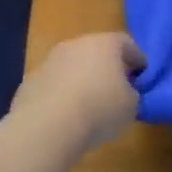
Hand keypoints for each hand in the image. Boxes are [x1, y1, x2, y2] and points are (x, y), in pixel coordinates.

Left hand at [13, 33, 143, 152]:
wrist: (46, 127)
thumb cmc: (99, 109)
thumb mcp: (131, 106)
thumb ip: (132, 94)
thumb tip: (125, 94)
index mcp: (106, 43)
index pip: (127, 44)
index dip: (137, 60)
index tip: (142, 77)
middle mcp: (76, 44)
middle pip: (97, 52)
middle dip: (107, 68)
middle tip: (116, 89)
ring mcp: (49, 61)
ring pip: (72, 67)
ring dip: (81, 81)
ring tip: (89, 106)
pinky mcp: (29, 82)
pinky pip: (53, 86)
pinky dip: (61, 96)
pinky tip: (65, 117)